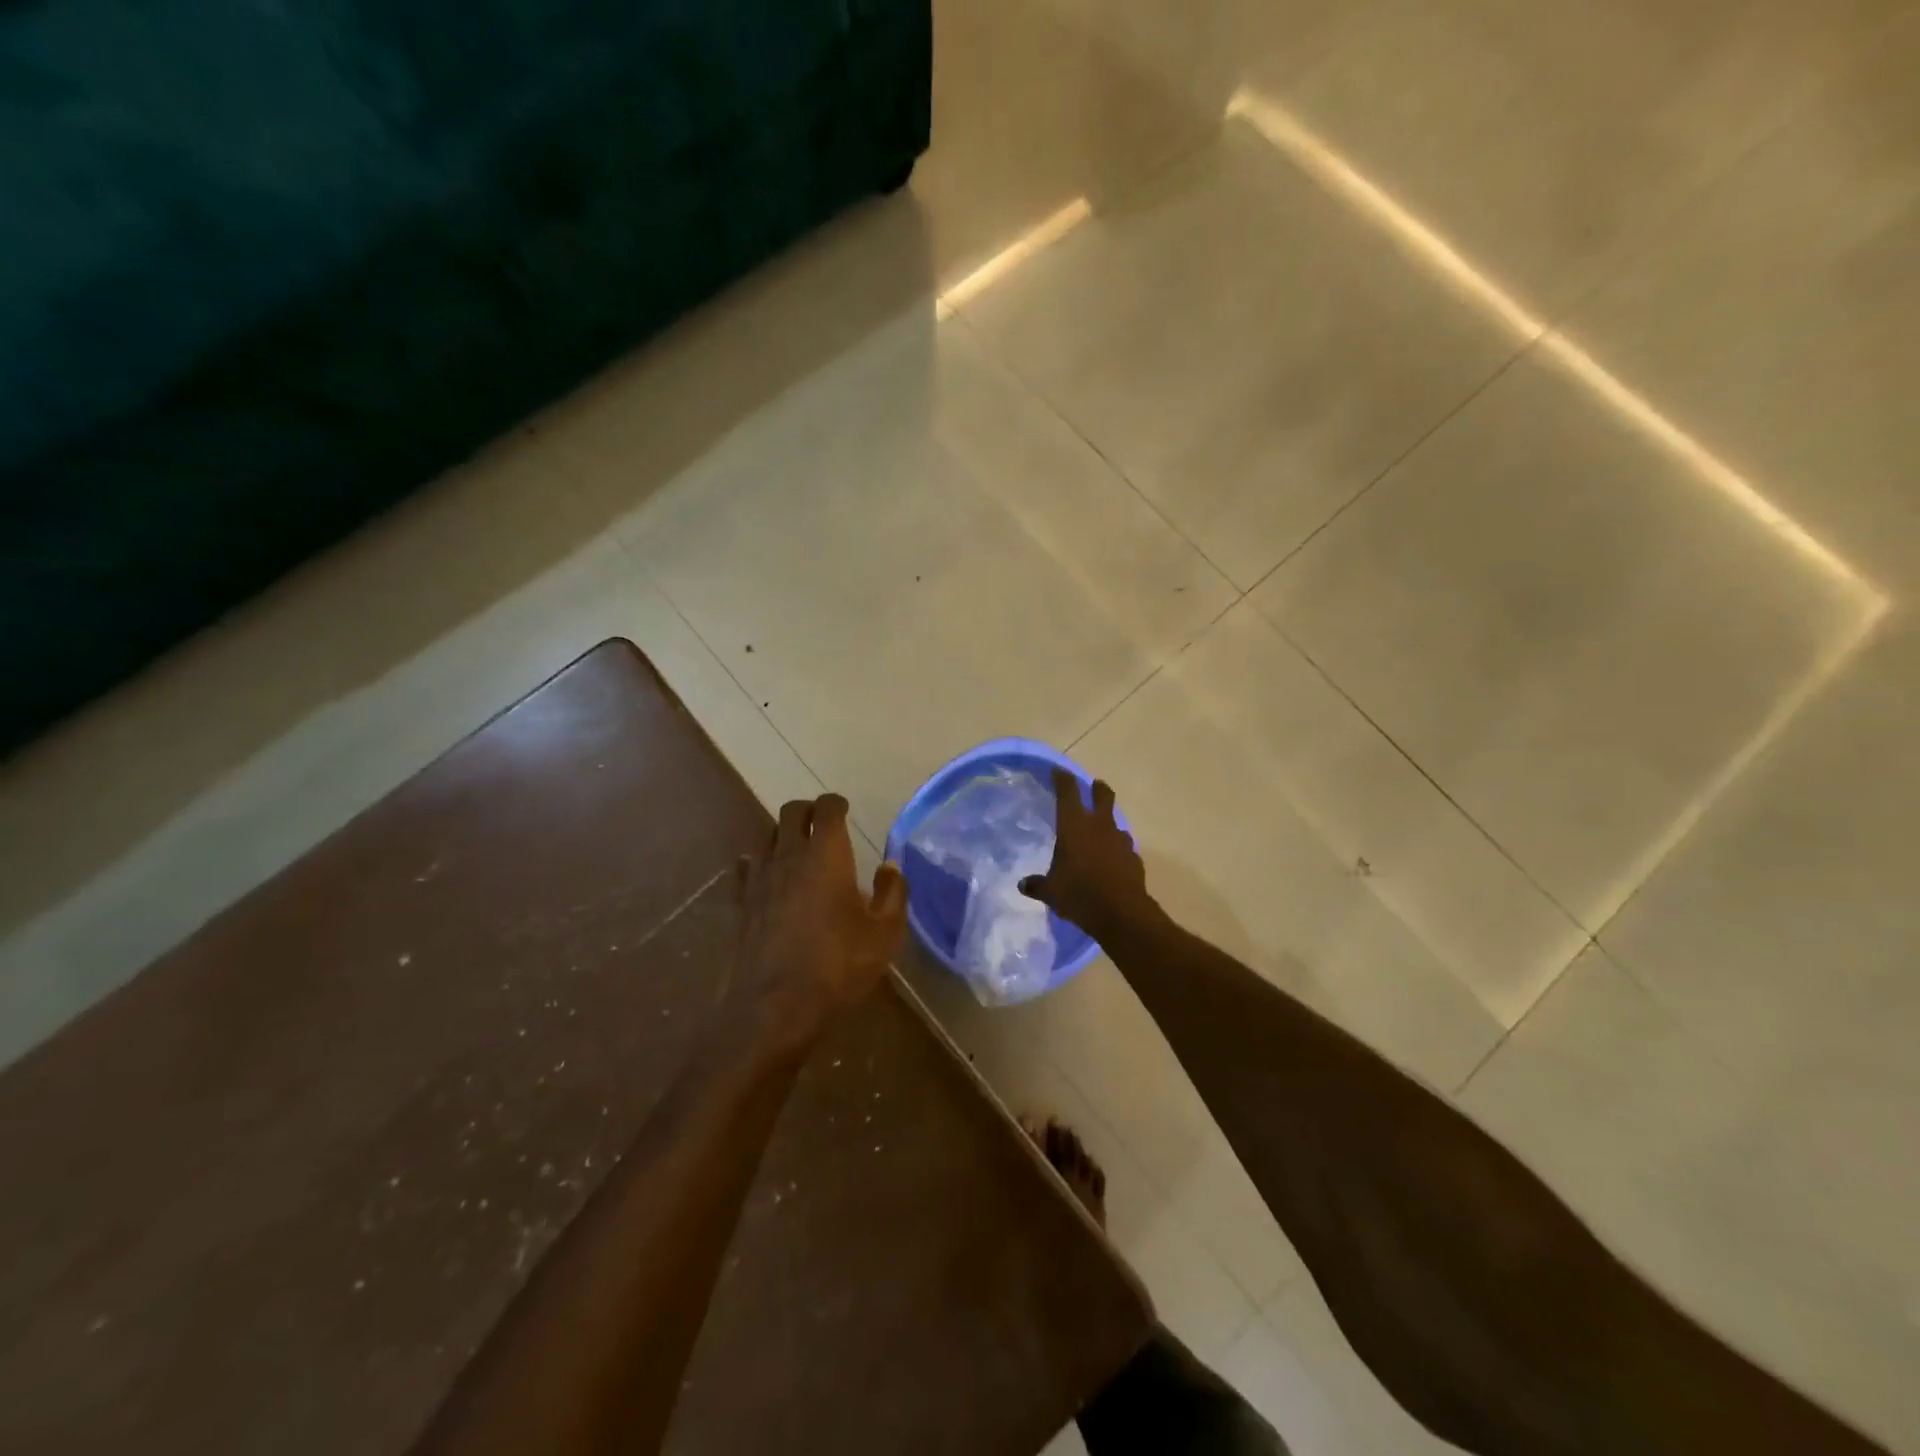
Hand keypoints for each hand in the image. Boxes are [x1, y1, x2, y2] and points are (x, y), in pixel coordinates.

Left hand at [728, 794, 907, 1047]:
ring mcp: (759, 880)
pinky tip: (762, 875)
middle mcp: (788, 856)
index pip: (827, 809)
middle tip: (822, 823)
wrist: (773, 1008)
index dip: (836, 803)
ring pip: (766, 836)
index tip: (844, 809)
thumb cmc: (837, 967)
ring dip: (782, 834)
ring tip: (796, 847)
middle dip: (807, 810)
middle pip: (790, 813)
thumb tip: (890, 867)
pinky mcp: (740, 905)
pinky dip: (756, 863)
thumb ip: (892, 895)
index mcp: (826, 855)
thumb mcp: (883, 935)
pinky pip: (745, 869)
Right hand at [1019, 769, 1151, 942]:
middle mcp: (1099, 826)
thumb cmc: (1079, 894)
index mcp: (1074, 825)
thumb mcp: (1050, 891)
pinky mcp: (1134, 858)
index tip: (1058, 772)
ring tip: (1099, 833)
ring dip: (1108, 823)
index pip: (1067, 792)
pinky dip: (1116, 849)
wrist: (1121, 913)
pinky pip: (1124, 847)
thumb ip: (1037, 885)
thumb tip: (1023, 885)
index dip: (1062, 779)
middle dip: (1097, 788)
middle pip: (1102, 795)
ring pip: (1115, 822)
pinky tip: (1111, 861)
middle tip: (1093, 785)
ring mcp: (1120, 840)